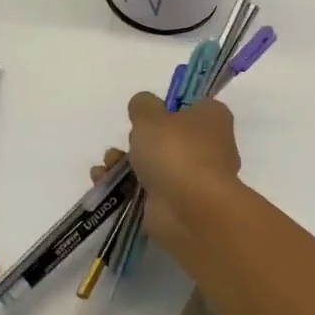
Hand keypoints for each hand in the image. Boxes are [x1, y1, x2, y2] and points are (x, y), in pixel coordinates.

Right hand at [91, 92, 242, 260]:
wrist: (188, 209)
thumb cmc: (175, 151)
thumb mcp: (150, 115)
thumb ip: (142, 105)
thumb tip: (144, 106)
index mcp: (212, 119)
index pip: (193, 107)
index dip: (168, 108)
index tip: (147, 114)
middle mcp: (209, 148)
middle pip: (168, 138)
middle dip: (138, 140)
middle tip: (127, 141)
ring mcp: (193, 179)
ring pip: (154, 165)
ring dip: (124, 163)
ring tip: (106, 165)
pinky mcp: (176, 204)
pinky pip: (146, 190)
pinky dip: (124, 186)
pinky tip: (103, 181)